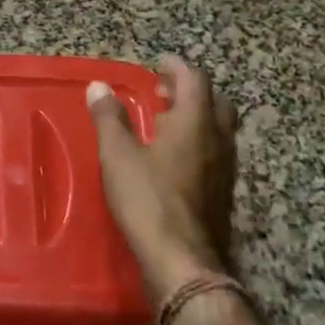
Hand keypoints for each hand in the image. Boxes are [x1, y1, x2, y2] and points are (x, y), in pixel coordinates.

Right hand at [86, 56, 235, 304]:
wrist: (183, 261)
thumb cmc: (148, 200)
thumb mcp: (118, 155)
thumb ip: (109, 118)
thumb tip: (99, 86)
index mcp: (195, 123)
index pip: (195, 80)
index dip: (176, 67)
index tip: (158, 63)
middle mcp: (218, 140)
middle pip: (215, 101)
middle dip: (191, 89)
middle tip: (163, 91)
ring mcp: (226, 168)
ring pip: (219, 128)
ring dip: (197, 116)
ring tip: (166, 121)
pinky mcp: (224, 193)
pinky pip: (216, 152)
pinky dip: (199, 141)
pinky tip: (175, 157)